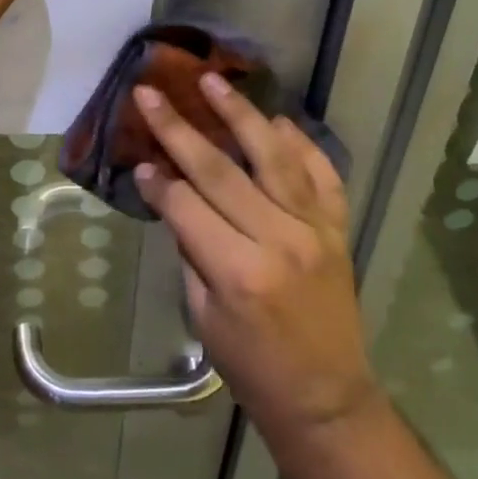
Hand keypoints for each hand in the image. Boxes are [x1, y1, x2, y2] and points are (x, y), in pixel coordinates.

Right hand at [134, 77, 379, 441]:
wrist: (326, 398)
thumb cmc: (252, 366)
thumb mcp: (203, 315)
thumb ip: (191, 248)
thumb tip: (173, 193)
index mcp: (238, 271)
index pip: (187, 205)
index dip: (158, 181)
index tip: (139, 158)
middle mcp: (279, 239)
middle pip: (220, 170)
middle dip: (179, 129)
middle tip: (151, 93)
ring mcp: (314, 229)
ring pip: (273, 156)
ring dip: (240, 114)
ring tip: (213, 81)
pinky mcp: (338, 228)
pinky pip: (322, 173)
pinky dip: (301, 143)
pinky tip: (278, 120)